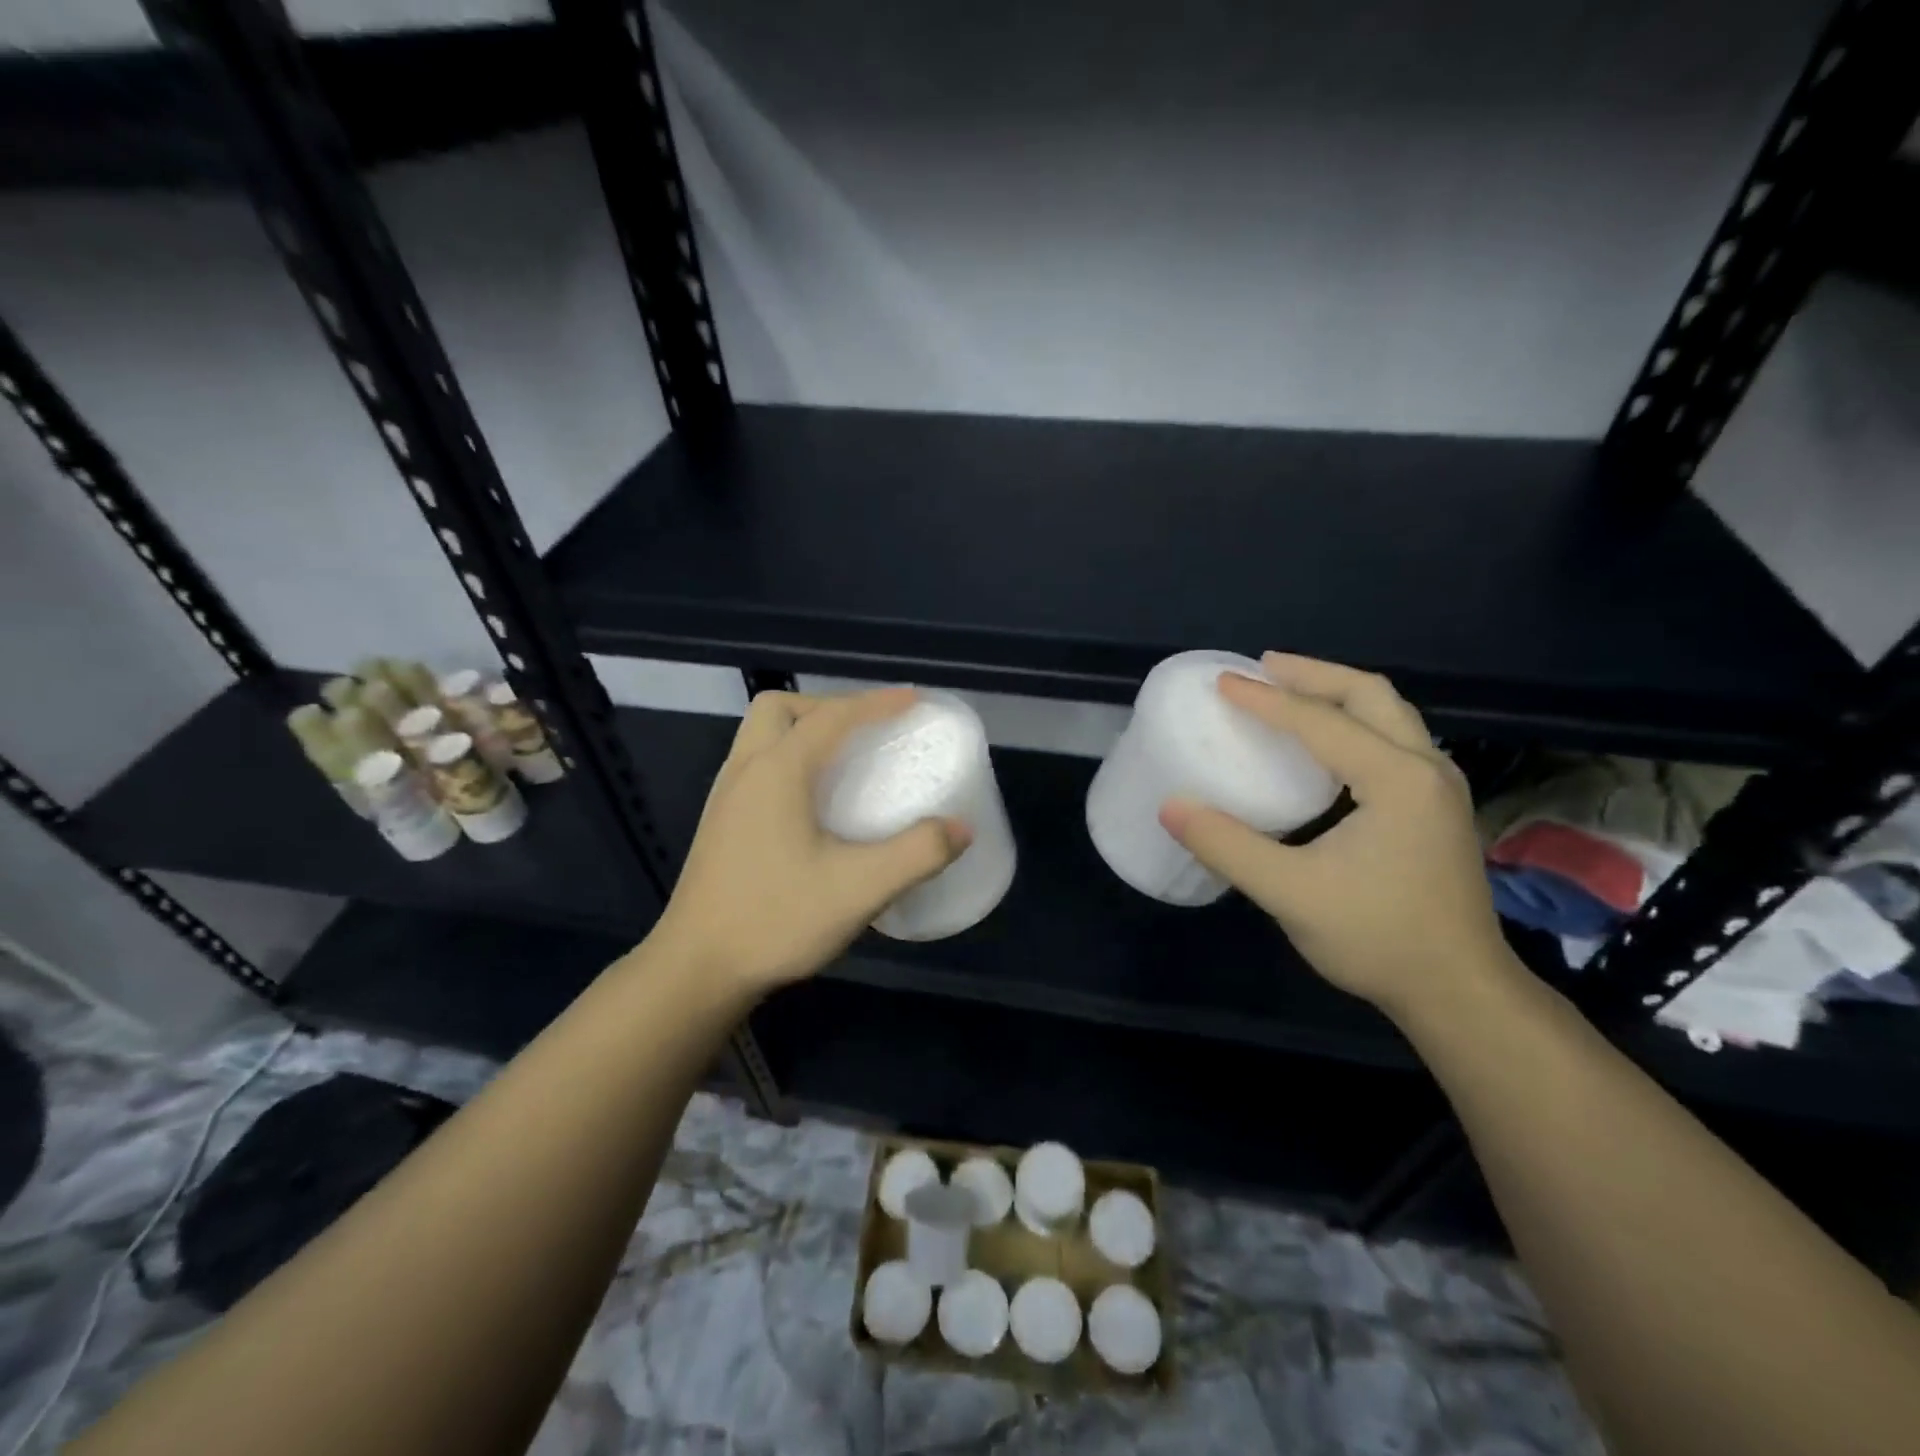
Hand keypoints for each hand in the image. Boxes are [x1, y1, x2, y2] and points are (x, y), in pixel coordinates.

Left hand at [654, 688, 970, 997]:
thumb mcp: (859, 889)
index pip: (832, 716)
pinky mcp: (720, 823)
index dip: (876, 703)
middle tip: (866, 730)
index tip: (914, 699)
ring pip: (761, 735)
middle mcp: (745, 771)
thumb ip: (917, 854)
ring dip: (803, 729)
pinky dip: (789, 758)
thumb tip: (961, 828)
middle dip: (827, 706)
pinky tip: (813, 801)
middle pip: (780, 708)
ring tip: (844, 759)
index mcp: (777, 771)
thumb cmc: (776, 919)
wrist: (696, 970)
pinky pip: (756, 764)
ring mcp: (726, 797)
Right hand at [1158, 654, 1513, 1018]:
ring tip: (1289, 690)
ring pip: (1389, 713)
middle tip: (1263, 667)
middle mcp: (1426, 768)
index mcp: (1396, 779)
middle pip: (1370, 695)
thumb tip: (1170, 806)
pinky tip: (1325, 741)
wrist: (1460, 992)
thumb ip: (1227, 846)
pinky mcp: (1436, 807)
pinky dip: (1353, 720)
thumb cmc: (1378, 938)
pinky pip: (1393, 737)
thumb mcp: (1290, 893)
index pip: (1321, 722)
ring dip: (1337, 694)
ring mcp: (1439, 787)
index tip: (1222, 682)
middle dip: (1313, 674)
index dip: (1266, 700)